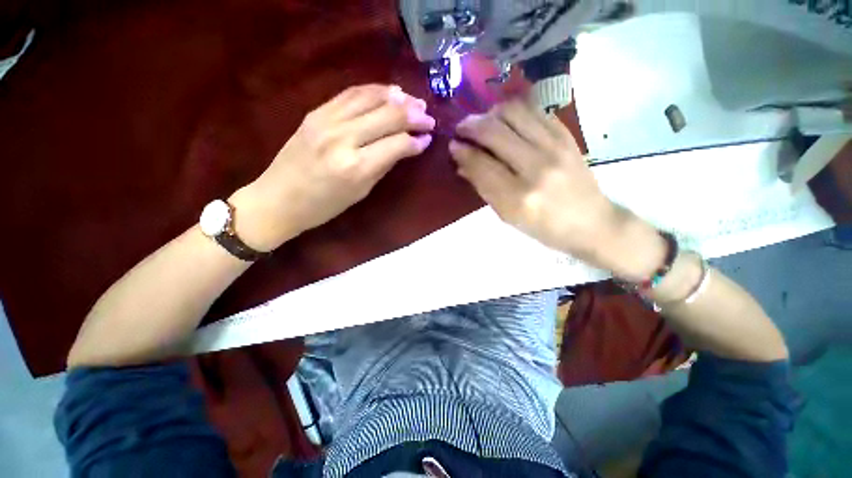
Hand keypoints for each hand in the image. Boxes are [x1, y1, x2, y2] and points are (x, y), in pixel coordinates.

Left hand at [230, 84, 435, 250]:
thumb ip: (384, 165)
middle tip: (428, 117)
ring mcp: (326, 120)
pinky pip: (350, 93)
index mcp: (356, 167)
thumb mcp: (361, 192)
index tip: (428, 139)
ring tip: (414, 101)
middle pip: (388, 116)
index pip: (397, 144)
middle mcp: (343, 137)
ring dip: (397, 97)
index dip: (416, 141)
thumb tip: (407, 147)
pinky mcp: (316, 112)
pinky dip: (374, 90)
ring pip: (370, 97)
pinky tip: (389, 93)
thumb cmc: (324, 206)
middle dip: (414, 115)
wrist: (278, 198)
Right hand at [449, 100, 664, 279]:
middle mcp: (536, 167)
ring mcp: (555, 147)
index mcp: (518, 197)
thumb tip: (462, 162)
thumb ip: (483, 187)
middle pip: (494, 131)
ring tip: (483, 123)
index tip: (452, 145)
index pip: (481, 164)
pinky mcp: (567, 135)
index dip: (462, 150)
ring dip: (490, 114)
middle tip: (462, 129)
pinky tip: (506, 121)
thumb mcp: (507, 216)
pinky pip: (534, 110)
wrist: (591, 222)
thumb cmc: (544, 227)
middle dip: (470, 126)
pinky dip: (513, 111)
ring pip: (513, 112)